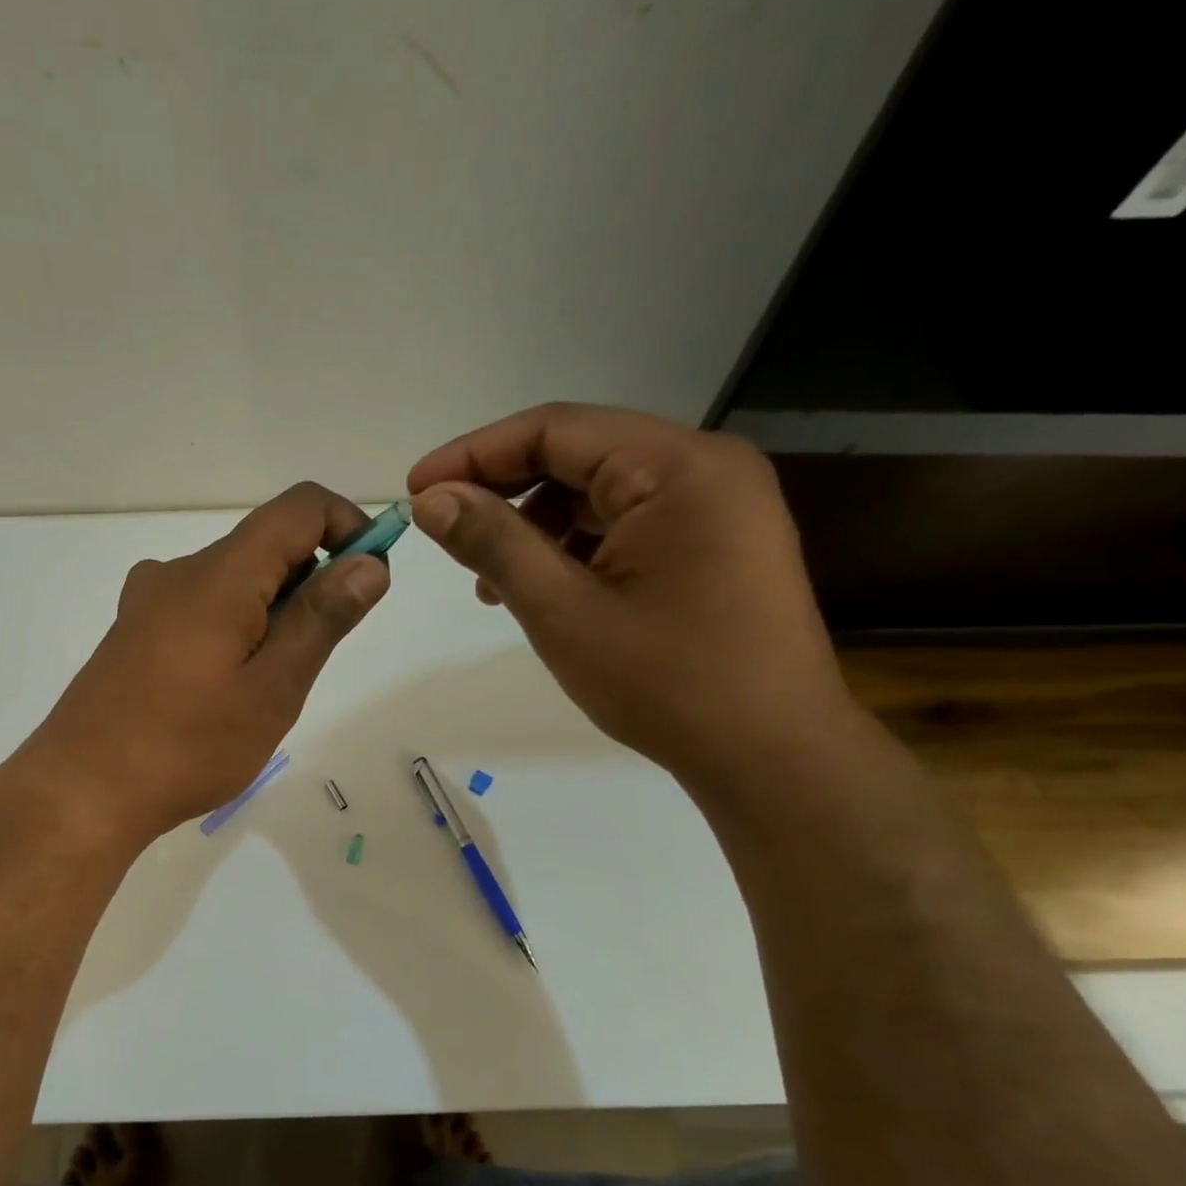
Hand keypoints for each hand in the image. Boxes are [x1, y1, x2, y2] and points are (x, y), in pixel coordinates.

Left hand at [20, 483, 389, 844]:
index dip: (348, 526)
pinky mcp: (134, 631)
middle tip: (314, 660)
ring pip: (234, 580)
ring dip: (273, 612)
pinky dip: (235, 626)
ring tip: (267, 687)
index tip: (370, 580)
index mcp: (220, 574)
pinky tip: (224, 688)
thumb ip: (322, 618)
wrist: (82, 792)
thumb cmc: (188, 746)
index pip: (299, 507)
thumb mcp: (273, 689)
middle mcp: (180, 571)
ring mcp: (149, 601)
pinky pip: (201, 606)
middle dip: (311, 583)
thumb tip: (370, 562)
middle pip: (266, 544)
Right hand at [407, 403, 854, 784]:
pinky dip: (573, 547)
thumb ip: (493, 543)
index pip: (556, 429)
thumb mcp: (561, 610)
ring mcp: (716, 505)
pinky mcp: (713, 542)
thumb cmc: (665, 682)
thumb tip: (431, 500)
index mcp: (678, 466)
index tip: (416, 489)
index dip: (475, 454)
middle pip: (579, 454)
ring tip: (488, 581)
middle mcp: (705, 467)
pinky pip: (626, 523)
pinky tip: (541, 589)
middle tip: (443, 530)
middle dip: (503, 491)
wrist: (770, 755)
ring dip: (534, 525)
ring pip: (599, 492)